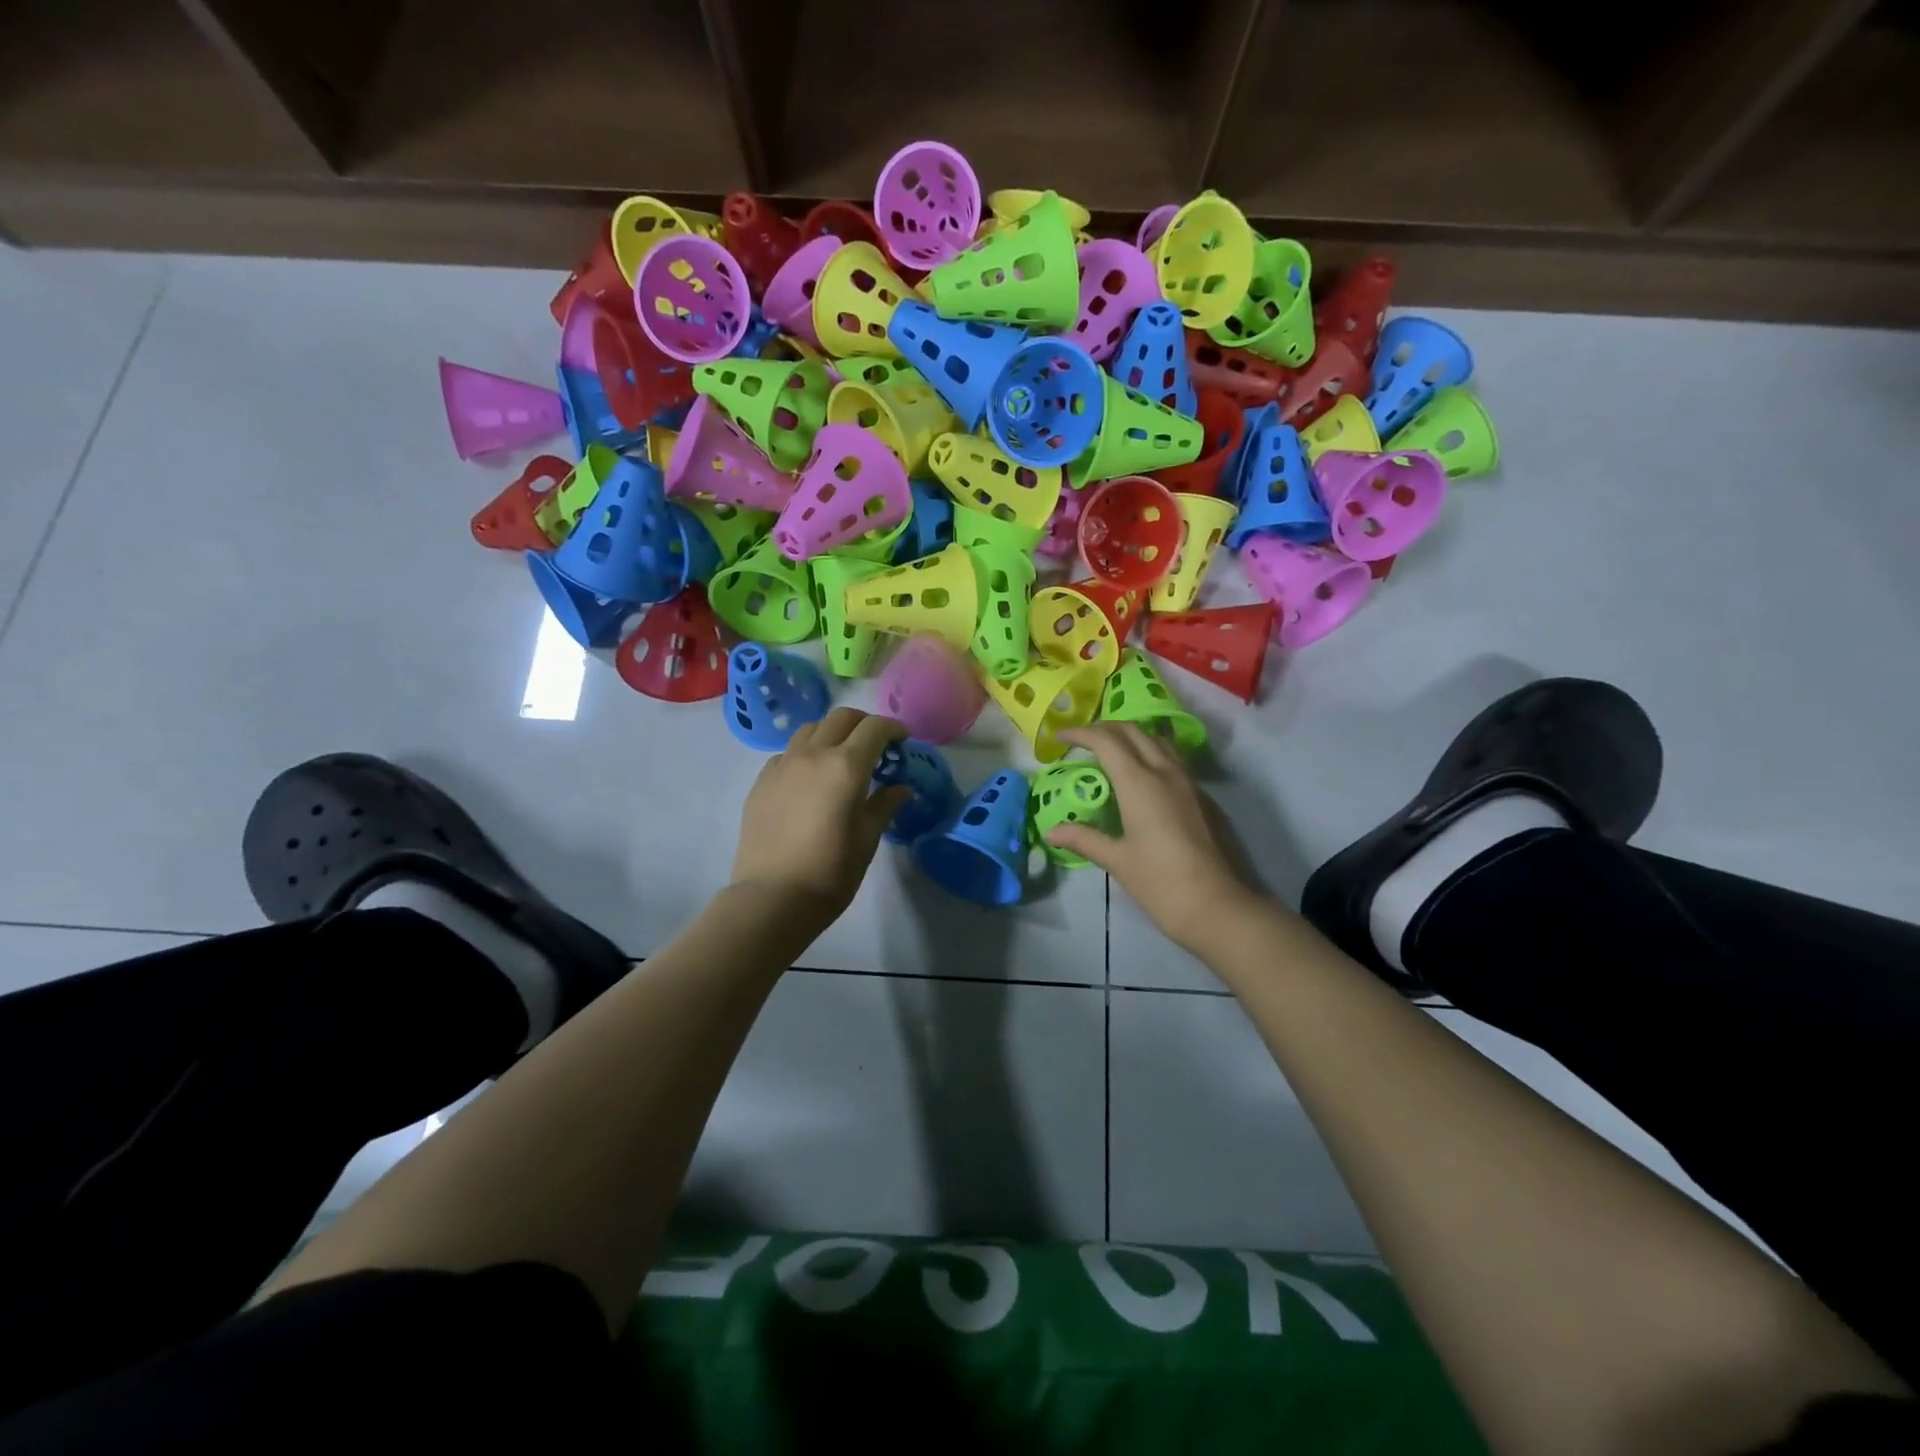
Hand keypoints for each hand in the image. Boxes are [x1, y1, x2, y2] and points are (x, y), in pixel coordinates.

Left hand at [730, 708, 910, 928]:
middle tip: (876, 743)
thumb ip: (885, 805)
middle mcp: (813, 755)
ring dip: (832, 733)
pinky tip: (810, 778)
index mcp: (846, 766)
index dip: (893, 728)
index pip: (874, 728)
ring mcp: (783, 765)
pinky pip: (788, 752)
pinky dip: (805, 753)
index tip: (903, 739)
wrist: (773, 897)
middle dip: (863, 723)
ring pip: (810, 729)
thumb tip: (901, 788)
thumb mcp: (868, 839)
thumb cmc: (831, 871)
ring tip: (841, 755)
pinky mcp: (762, 781)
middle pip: (841, 718)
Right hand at [1047, 723, 1265, 951]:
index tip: (1061, 737)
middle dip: (1105, 728)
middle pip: (1134, 731)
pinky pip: (1173, 759)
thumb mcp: (1117, 860)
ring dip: (1132, 736)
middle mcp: (1165, 772)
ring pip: (1158, 740)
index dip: (1081, 733)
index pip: (1106, 741)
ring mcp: (1189, 782)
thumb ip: (1084, 838)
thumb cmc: (1160, 883)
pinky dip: (1151, 753)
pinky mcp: (1203, 796)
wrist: (1218, 905)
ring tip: (1112, 751)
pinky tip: (1142, 776)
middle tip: (1084, 740)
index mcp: (1139, 783)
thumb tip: (1052, 831)